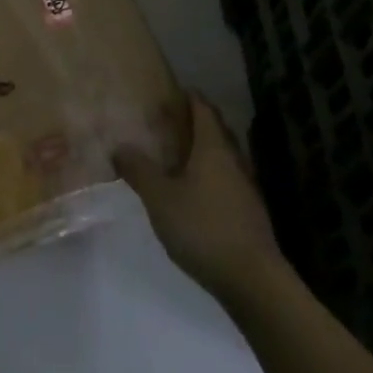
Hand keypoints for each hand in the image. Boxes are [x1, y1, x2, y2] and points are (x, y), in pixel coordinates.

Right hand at [115, 94, 281, 302]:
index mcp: (214, 147)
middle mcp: (233, 160)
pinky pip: (226, 180)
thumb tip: (119, 146)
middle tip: (168, 121)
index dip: (188, 96)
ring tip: (176, 155)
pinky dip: (209, 175)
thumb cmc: (203, 228)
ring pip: (223, 157)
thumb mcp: (160, 198)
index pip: (203, 109)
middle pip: (216, 130)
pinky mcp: (249, 213)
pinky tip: (193, 192)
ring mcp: (245, 188)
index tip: (170, 91)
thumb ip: (139, 170)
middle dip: (195, 122)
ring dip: (203, 150)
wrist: (253, 281)